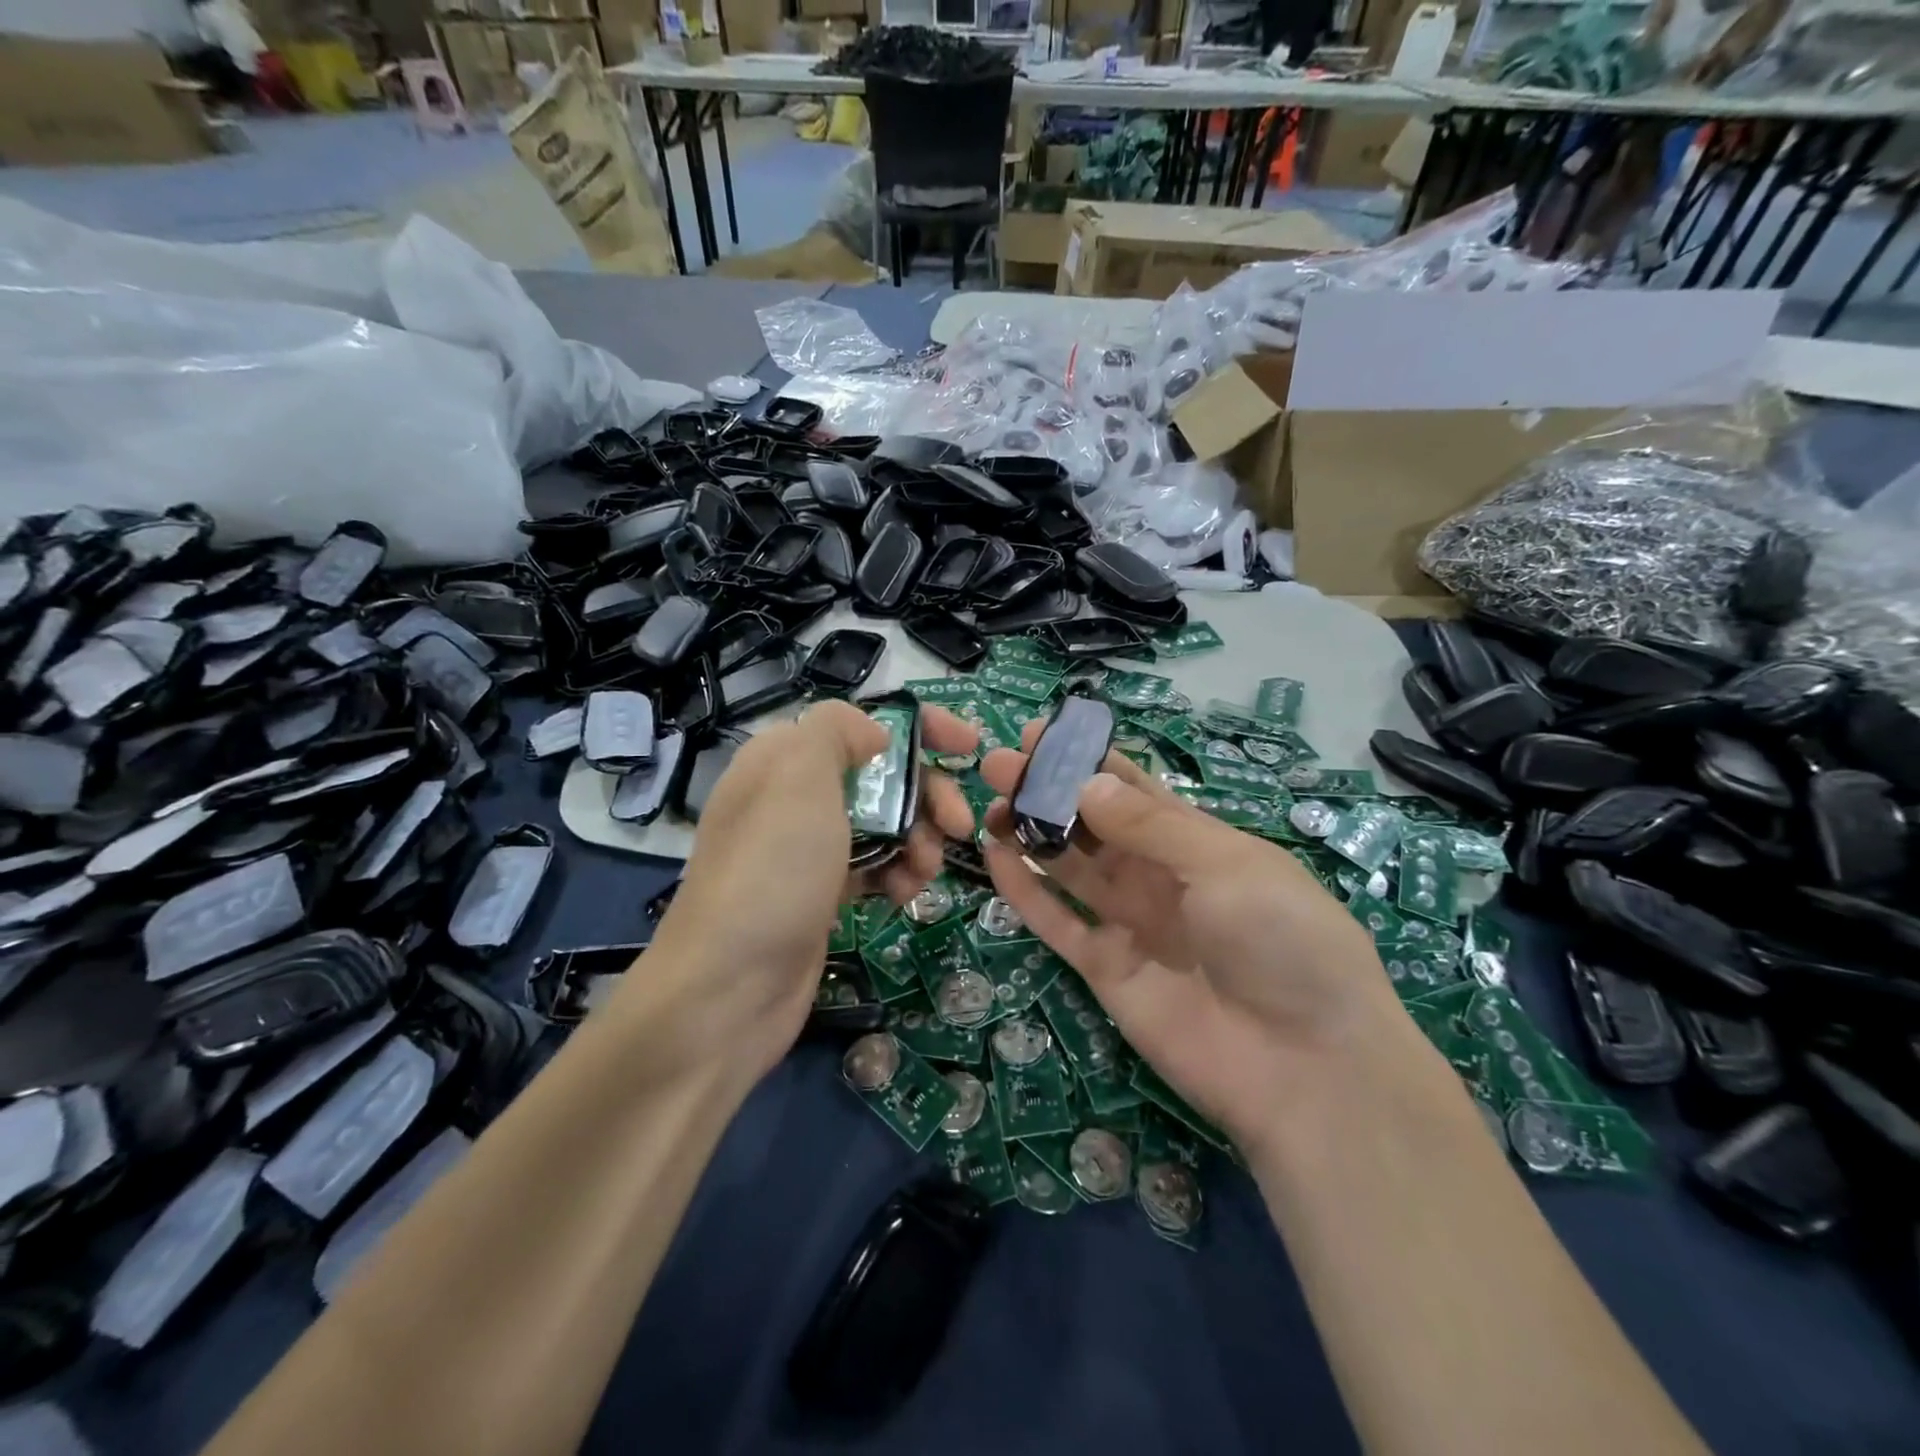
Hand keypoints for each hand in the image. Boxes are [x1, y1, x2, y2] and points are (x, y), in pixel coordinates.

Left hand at [630, 700, 977, 1086]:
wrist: (729, 988)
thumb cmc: (773, 869)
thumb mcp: (799, 776)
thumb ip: (836, 732)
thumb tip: (873, 736)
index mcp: (784, 757)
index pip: (861, 724)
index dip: (920, 728)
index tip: (969, 747)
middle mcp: (794, 797)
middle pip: (882, 775)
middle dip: (928, 794)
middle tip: (959, 825)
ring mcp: (808, 849)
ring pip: (885, 824)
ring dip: (919, 839)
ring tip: (924, 871)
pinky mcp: (822, 893)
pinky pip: (874, 867)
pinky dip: (897, 874)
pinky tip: (903, 895)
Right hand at [978, 729, 1406, 1153]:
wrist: (1306, 1066)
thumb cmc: (1281, 940)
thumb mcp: (1225, 864)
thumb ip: (1150, 826)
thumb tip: (1086, 782)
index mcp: (1199, 843)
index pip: (1134, 791)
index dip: (1088, 761)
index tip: (1040, 734)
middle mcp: (1161, 878)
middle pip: (1093, 826)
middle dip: (1048, 793)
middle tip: (999, 766)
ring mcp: (1131, 924)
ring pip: (1070, 868)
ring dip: (1030, 834)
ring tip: (989, 804)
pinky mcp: (1106, 970)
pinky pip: (1058, 923)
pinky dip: (1026, 892)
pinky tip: (994, 858)